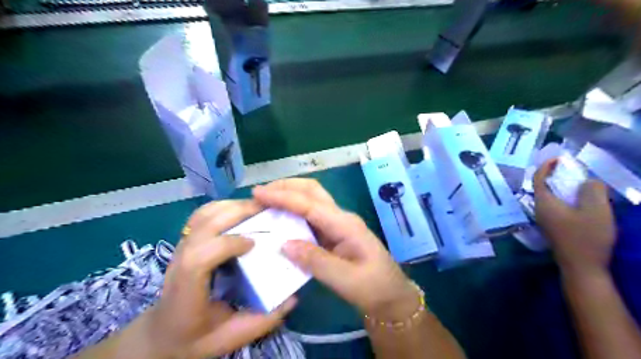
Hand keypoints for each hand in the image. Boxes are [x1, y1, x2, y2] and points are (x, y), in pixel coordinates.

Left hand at [140, 199, 296, 358]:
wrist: (163, 334)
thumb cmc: (196, 337)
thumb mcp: (231, 338)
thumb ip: (263, 321)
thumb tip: (293, 297)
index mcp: (188, 290)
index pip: (200, 257)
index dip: (229, 244)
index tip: (255, 243)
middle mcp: (180, 262)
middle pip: (204, 224)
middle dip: (238, 212)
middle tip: (268, 210)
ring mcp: (180, 247)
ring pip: (204, 214)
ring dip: (233, 206)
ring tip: (257, 207)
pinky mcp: (186, 241)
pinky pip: (202, 214)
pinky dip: (223, 207)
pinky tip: (240, 212)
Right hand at [250, 179, 421, 322]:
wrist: (391, 296)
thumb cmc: (373, 288)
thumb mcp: (345, 279)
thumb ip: (315, 261)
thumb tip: (284, 244)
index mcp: (345, 224)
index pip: (309, 204)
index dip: (282, 197)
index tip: (257, 193)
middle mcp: (340, 218)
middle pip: (312, 191)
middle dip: (286, 187)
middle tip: (260, 193)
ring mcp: (337, 224)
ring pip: (311, 200)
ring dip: (288, 196)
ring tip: (265, 202)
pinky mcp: (333, 234)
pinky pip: (310, 216)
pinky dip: (293, 212)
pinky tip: (280, 219)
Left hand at [532, 158, 615, 278]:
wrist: (582, 268)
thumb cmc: (587, 238)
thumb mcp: (596, 211)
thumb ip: (592, 191)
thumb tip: (587, 180)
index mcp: (543, 203)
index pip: (538, 178)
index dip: (546, 166)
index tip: (559, 158)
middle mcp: (539, 209)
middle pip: (542, 186)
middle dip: (554, 175)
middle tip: (572, 168)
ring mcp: (544, 219)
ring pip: (549, 197)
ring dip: (560, 187)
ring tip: (579, 181)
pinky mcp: (552, 227)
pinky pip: (555, 205)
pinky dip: (564, 197)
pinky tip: (579, 200)